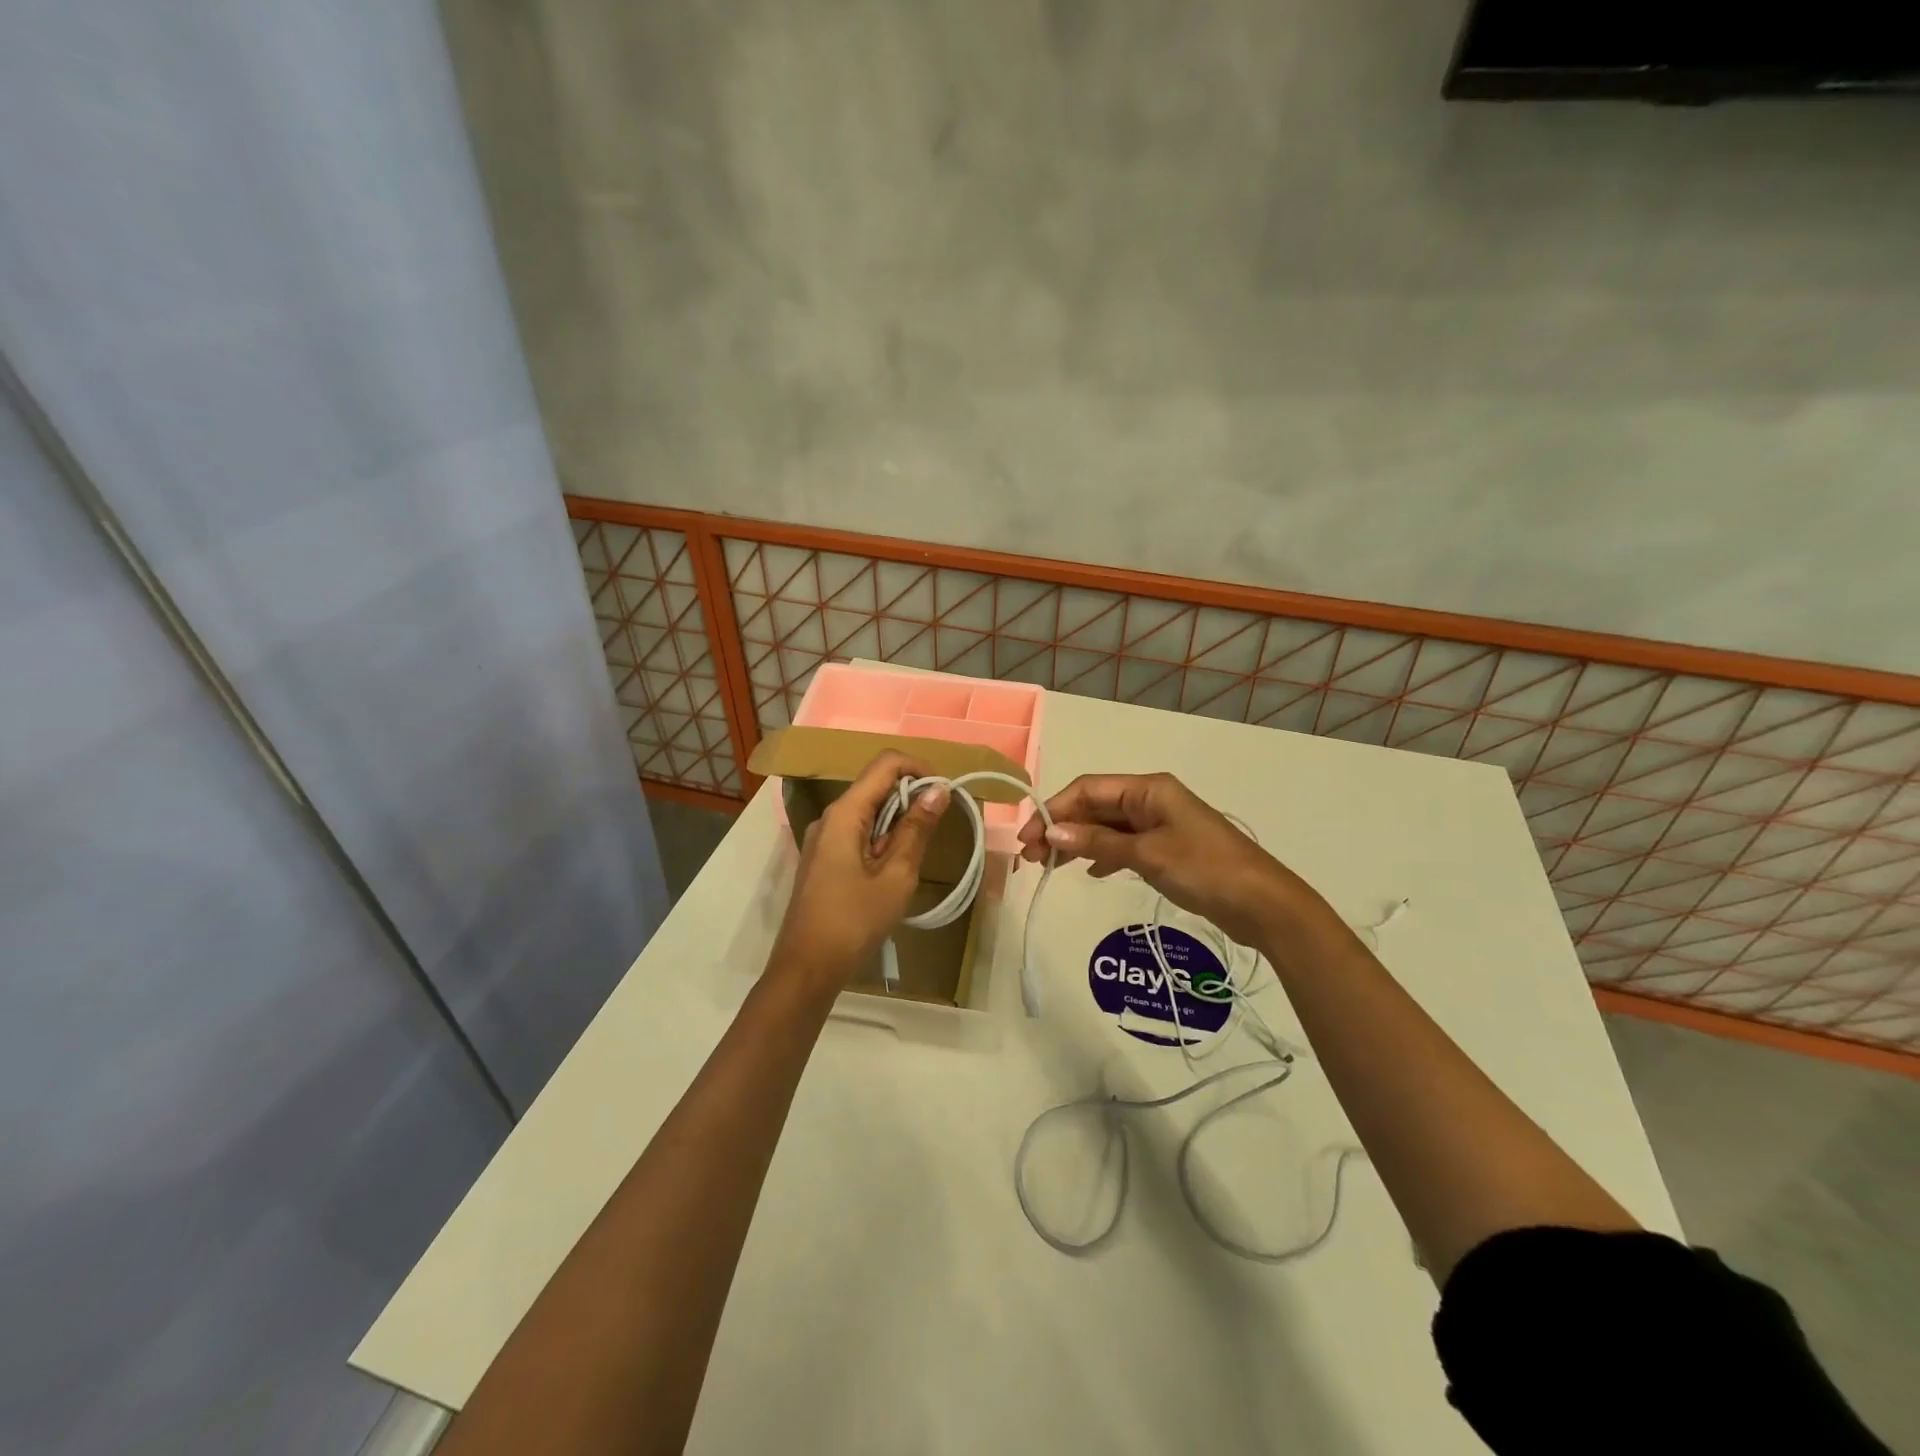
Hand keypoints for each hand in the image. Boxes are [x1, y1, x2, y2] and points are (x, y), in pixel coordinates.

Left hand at [769, 750, 949, 993]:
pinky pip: (857, 832)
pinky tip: (893, 869)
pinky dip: (881, 838)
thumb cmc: (854, 921)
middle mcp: (830, 817)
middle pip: (875, 785)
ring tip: (917, 854)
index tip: (945, 793)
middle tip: (939, 827)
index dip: (919, 768)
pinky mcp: (824, 859)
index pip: (885, 764)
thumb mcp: (896, 876)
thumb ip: (916, 829)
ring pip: (868, 810)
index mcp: (845, 813)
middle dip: (911, 796)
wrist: (807, 967)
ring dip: (897, 820)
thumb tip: (938, 791)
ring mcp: (823, 838)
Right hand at [1017, 772, 1323, 948]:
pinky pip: (1124, 845)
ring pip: (1107, 827)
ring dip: (1078, 843)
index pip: (1088, 789)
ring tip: (1049, 866)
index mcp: (1148, 789)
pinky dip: (1102, 856)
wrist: (1263, 904)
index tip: (1028, 838)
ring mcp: (1160, 824)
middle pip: (1095, 807)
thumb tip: (1053, 833)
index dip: (1054, 810)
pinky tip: (1089, 873)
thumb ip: (1099, 843)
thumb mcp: (1148, 854)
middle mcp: (1151, 800)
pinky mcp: (1166, 849)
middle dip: (1062, 827)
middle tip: (1031, 857)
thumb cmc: (1206, 869)